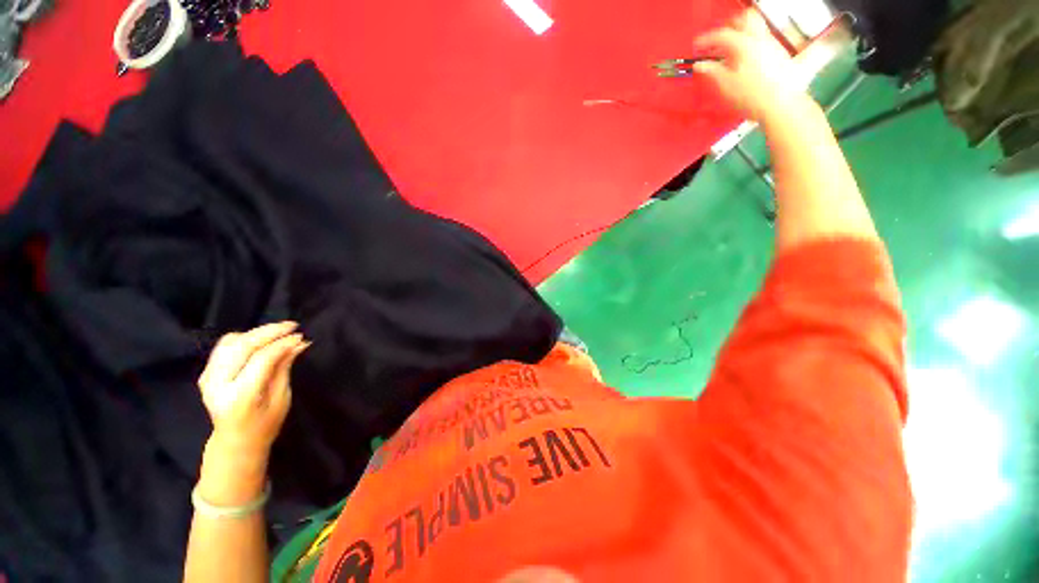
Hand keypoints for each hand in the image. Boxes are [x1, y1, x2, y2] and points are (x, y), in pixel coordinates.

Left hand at [198, 321, 308, 457]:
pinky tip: (259, 341)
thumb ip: (284, 368)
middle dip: (270, 332)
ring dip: (256, 333)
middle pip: (243, 346)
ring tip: (278, 332)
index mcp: (240, 396)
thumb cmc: (265, 424)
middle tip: (292, 326)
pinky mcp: (206, 374)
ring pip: (231, 342)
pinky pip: (223, 347)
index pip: (261, 359)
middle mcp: (218, 385)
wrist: (235, 441)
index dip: (282, 344)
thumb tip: (299, 343)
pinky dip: (243, 338)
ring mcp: (207, 379)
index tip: (301, 336)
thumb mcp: (281, 398)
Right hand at [692, 10, 811, 123]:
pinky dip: (751, 45)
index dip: (706, 39)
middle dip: (731, 25)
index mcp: (744, 44)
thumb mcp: (725, 85)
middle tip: (719, 39)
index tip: (696, 47)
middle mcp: (760, 39)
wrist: (780, 104)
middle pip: (746, 18)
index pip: (722, 35)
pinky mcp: (779, 55)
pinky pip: (763, 41)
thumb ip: (712, 71)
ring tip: (731, 50)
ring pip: (757, 28)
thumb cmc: (750, 95)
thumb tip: (700, 65)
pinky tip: (744, 59)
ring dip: (742, 34)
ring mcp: (772, 45)